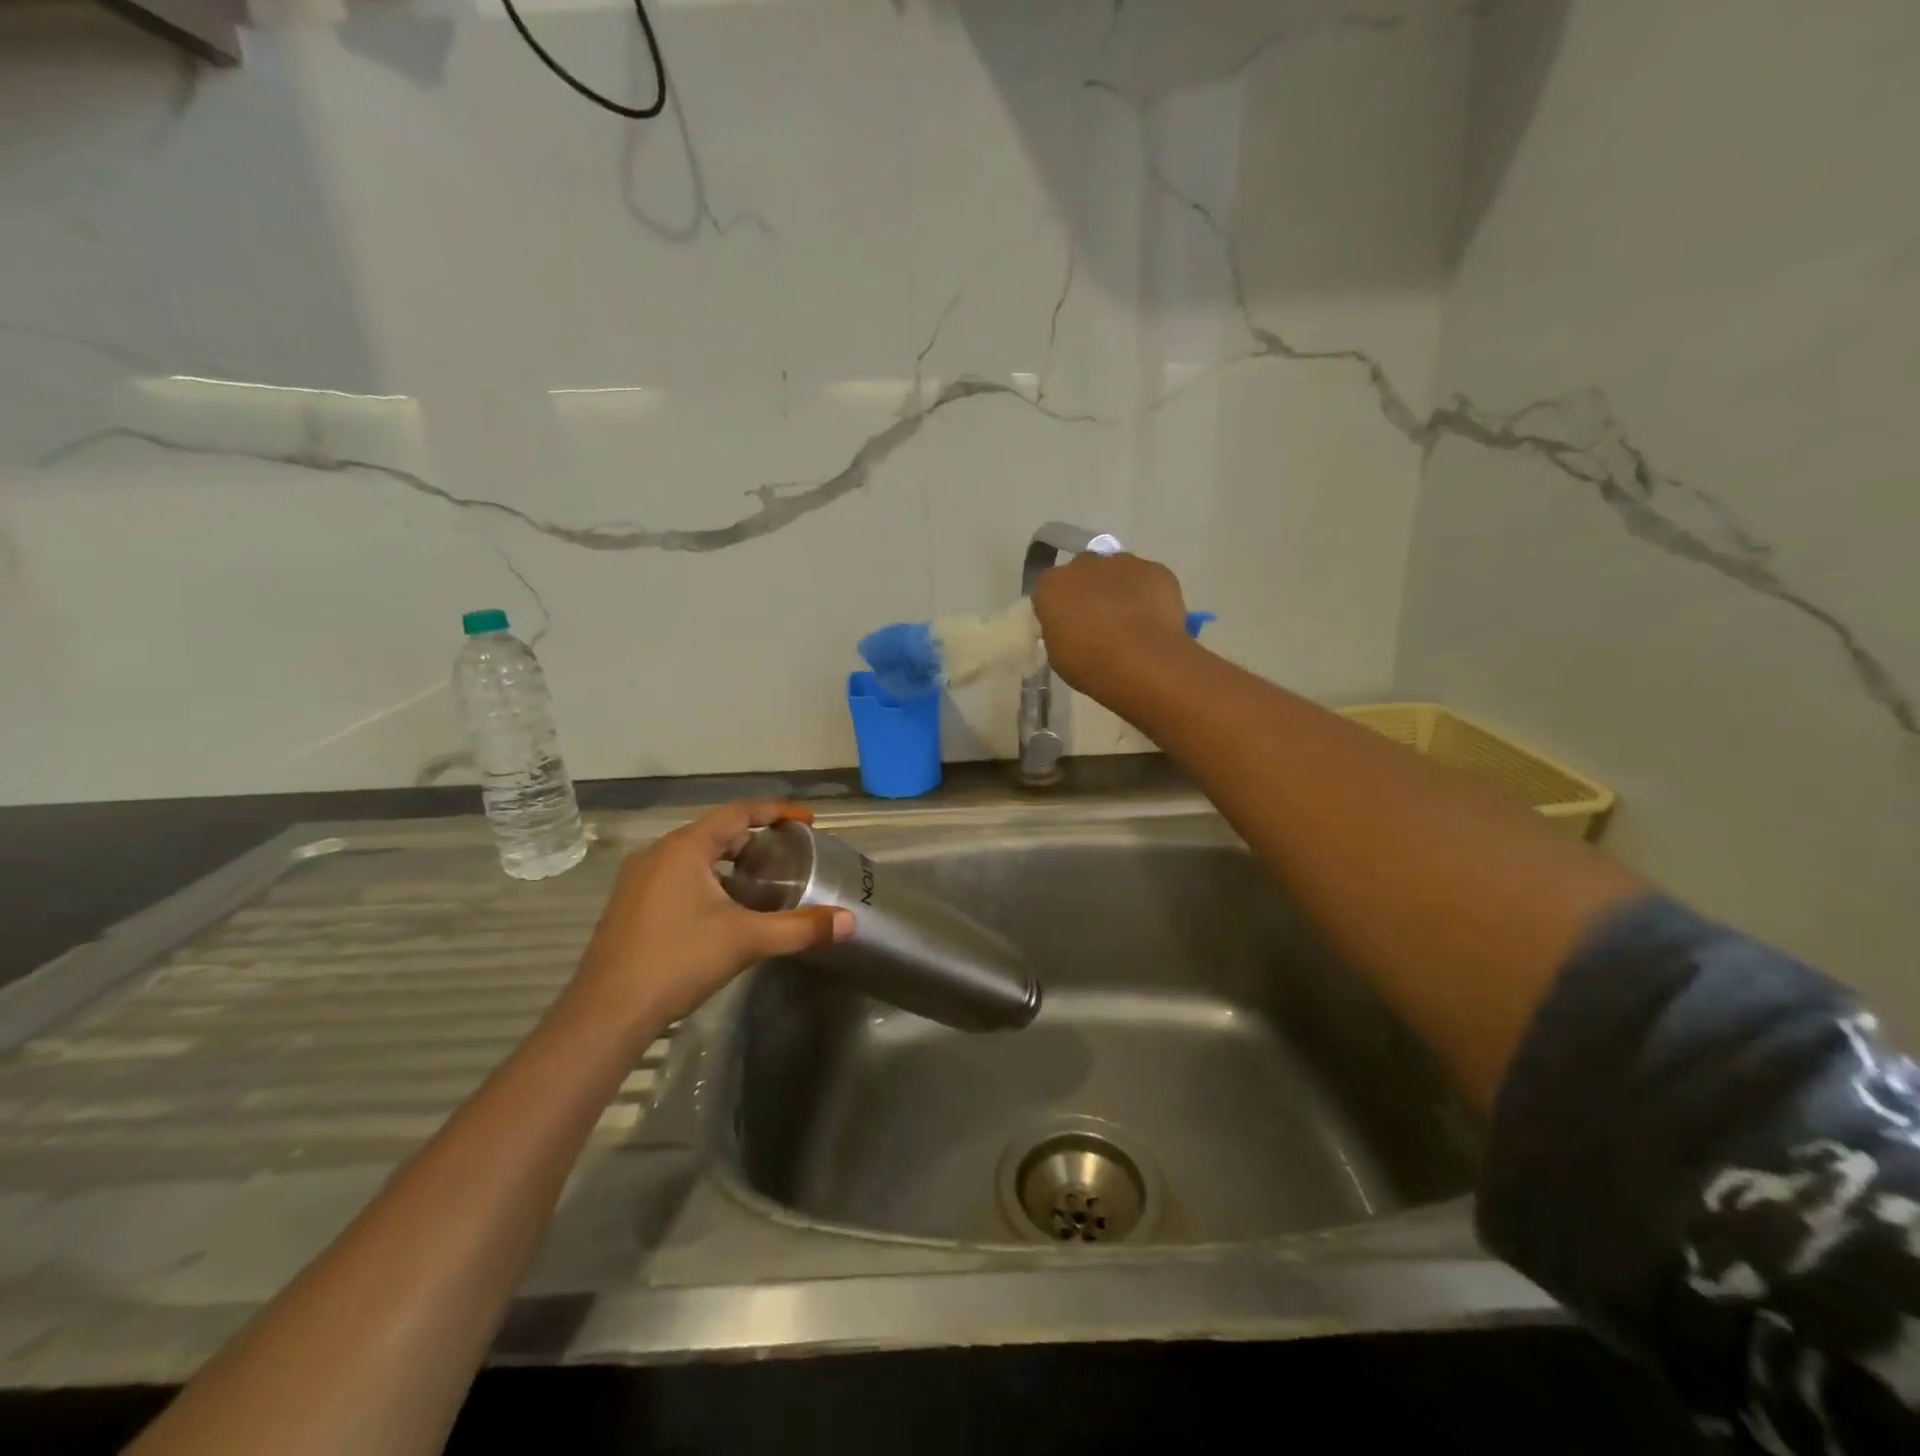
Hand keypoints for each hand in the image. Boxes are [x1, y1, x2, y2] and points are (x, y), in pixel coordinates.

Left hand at [571, 801, 852, 1029]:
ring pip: (695, 857)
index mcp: (684, 848)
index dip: (776, 812)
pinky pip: (678, 877)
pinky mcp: (630, 906)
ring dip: (731, 862)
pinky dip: (709, 881)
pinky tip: (725, 910)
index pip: (738, 813)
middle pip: (716, 833)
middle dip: (755, 839)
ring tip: (763, 881)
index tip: (807, 820)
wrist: (607, 1013)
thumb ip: (800, 928)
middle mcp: (658, 854)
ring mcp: (639, 881)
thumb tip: (849, 922)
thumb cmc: (677, 961)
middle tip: (789, 854)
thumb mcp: (746, 940)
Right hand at [1031, 551, 1191, 695]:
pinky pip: (1147, 579)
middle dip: (1088, 590)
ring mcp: (1123, 563)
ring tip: (1131, 622)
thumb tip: (1069, 626)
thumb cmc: (1092, 666)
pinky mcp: (1156, 569)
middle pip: (1082, 573)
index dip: (1057, 606)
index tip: (1066, 625)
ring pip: (1116, 572)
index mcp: (1051, 586)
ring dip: (1118, 589)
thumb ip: (1059, 631)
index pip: (1048, 588)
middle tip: (1098, 621)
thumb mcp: (1058, 656)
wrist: (1145, 663)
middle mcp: (1084, 564)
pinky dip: (1148, 594)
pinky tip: (1153, 620)